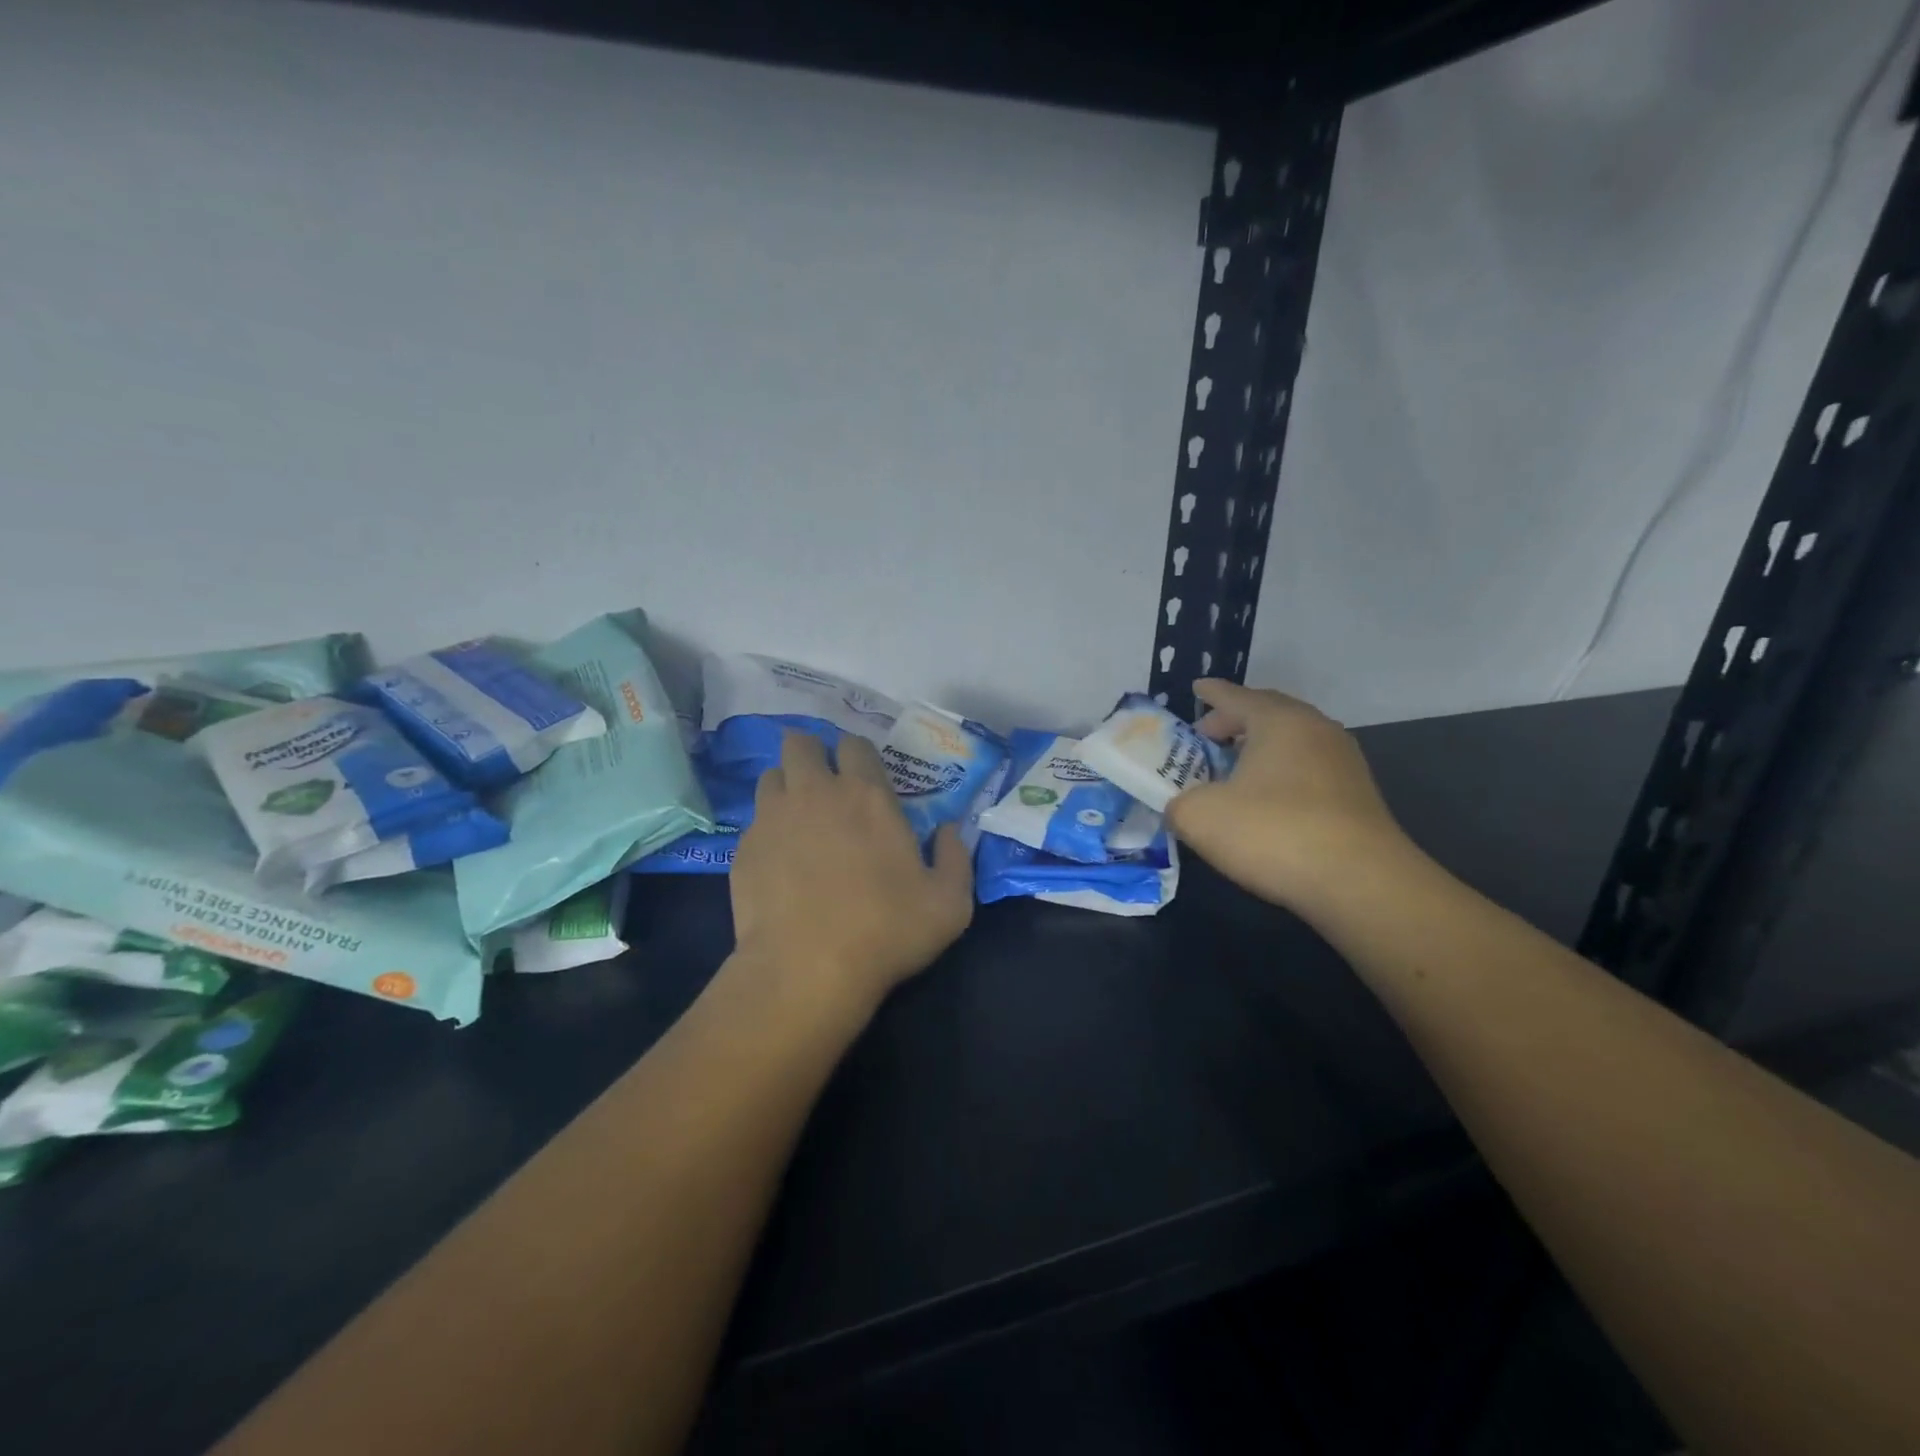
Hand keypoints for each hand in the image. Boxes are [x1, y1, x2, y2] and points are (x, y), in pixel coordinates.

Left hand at [729, 731, 972, 1014]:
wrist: (806, 970)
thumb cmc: (886, 931)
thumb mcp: (950, 903)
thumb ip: (956, 857)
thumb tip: (948, 830)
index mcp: (867, 795)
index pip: (855, 744)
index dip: (858, 756)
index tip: (864, 779)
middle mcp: (815, 792)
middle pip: (800, 743)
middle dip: (812, 755)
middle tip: (825, 785)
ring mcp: (772, 818)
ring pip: (771, 776)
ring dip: (787, 786)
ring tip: (799, 818)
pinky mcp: (743, 849)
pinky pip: (754, 821)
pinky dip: (768, 829)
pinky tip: (779, 861)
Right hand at [1165, 678, 1415, 911]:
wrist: (1360, 883)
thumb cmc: (1273, 832)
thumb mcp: (1199, 816)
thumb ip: (1177, 803)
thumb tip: (1181, 807)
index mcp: (1278, 720)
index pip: (1235, 696)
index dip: (1211, 693)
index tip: (1196, 689)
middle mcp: (1315, 729)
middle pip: (1268, 714)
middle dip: (1234, 721)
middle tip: (1206, 736)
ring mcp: (1343, 762)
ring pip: (1291, 742)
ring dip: (1259, 749)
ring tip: (1232, 770)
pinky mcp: (1357, 796)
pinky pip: (1308, 769)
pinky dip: (1281, 774)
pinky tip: (1265, 801)